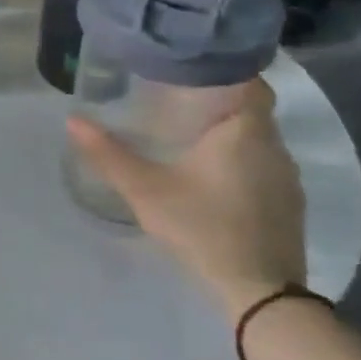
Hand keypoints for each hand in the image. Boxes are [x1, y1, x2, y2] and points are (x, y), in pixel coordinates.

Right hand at [66, 80, 305, 323]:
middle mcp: (274, 146)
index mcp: (245, 132)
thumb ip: (109, 154)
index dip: (222, 69)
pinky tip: (209, 171)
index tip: (188, 67)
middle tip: (172, 96)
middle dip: (217, 98)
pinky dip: (238, 156)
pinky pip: (262, 162)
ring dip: (228, 129)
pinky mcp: (288, 202)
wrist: (261, 292)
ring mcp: (287, 177)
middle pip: (251, 107)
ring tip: (185, 130)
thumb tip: (73, 120)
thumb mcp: (145, 190)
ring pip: (258, 137)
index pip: (249, 81)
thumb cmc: (203, 227)